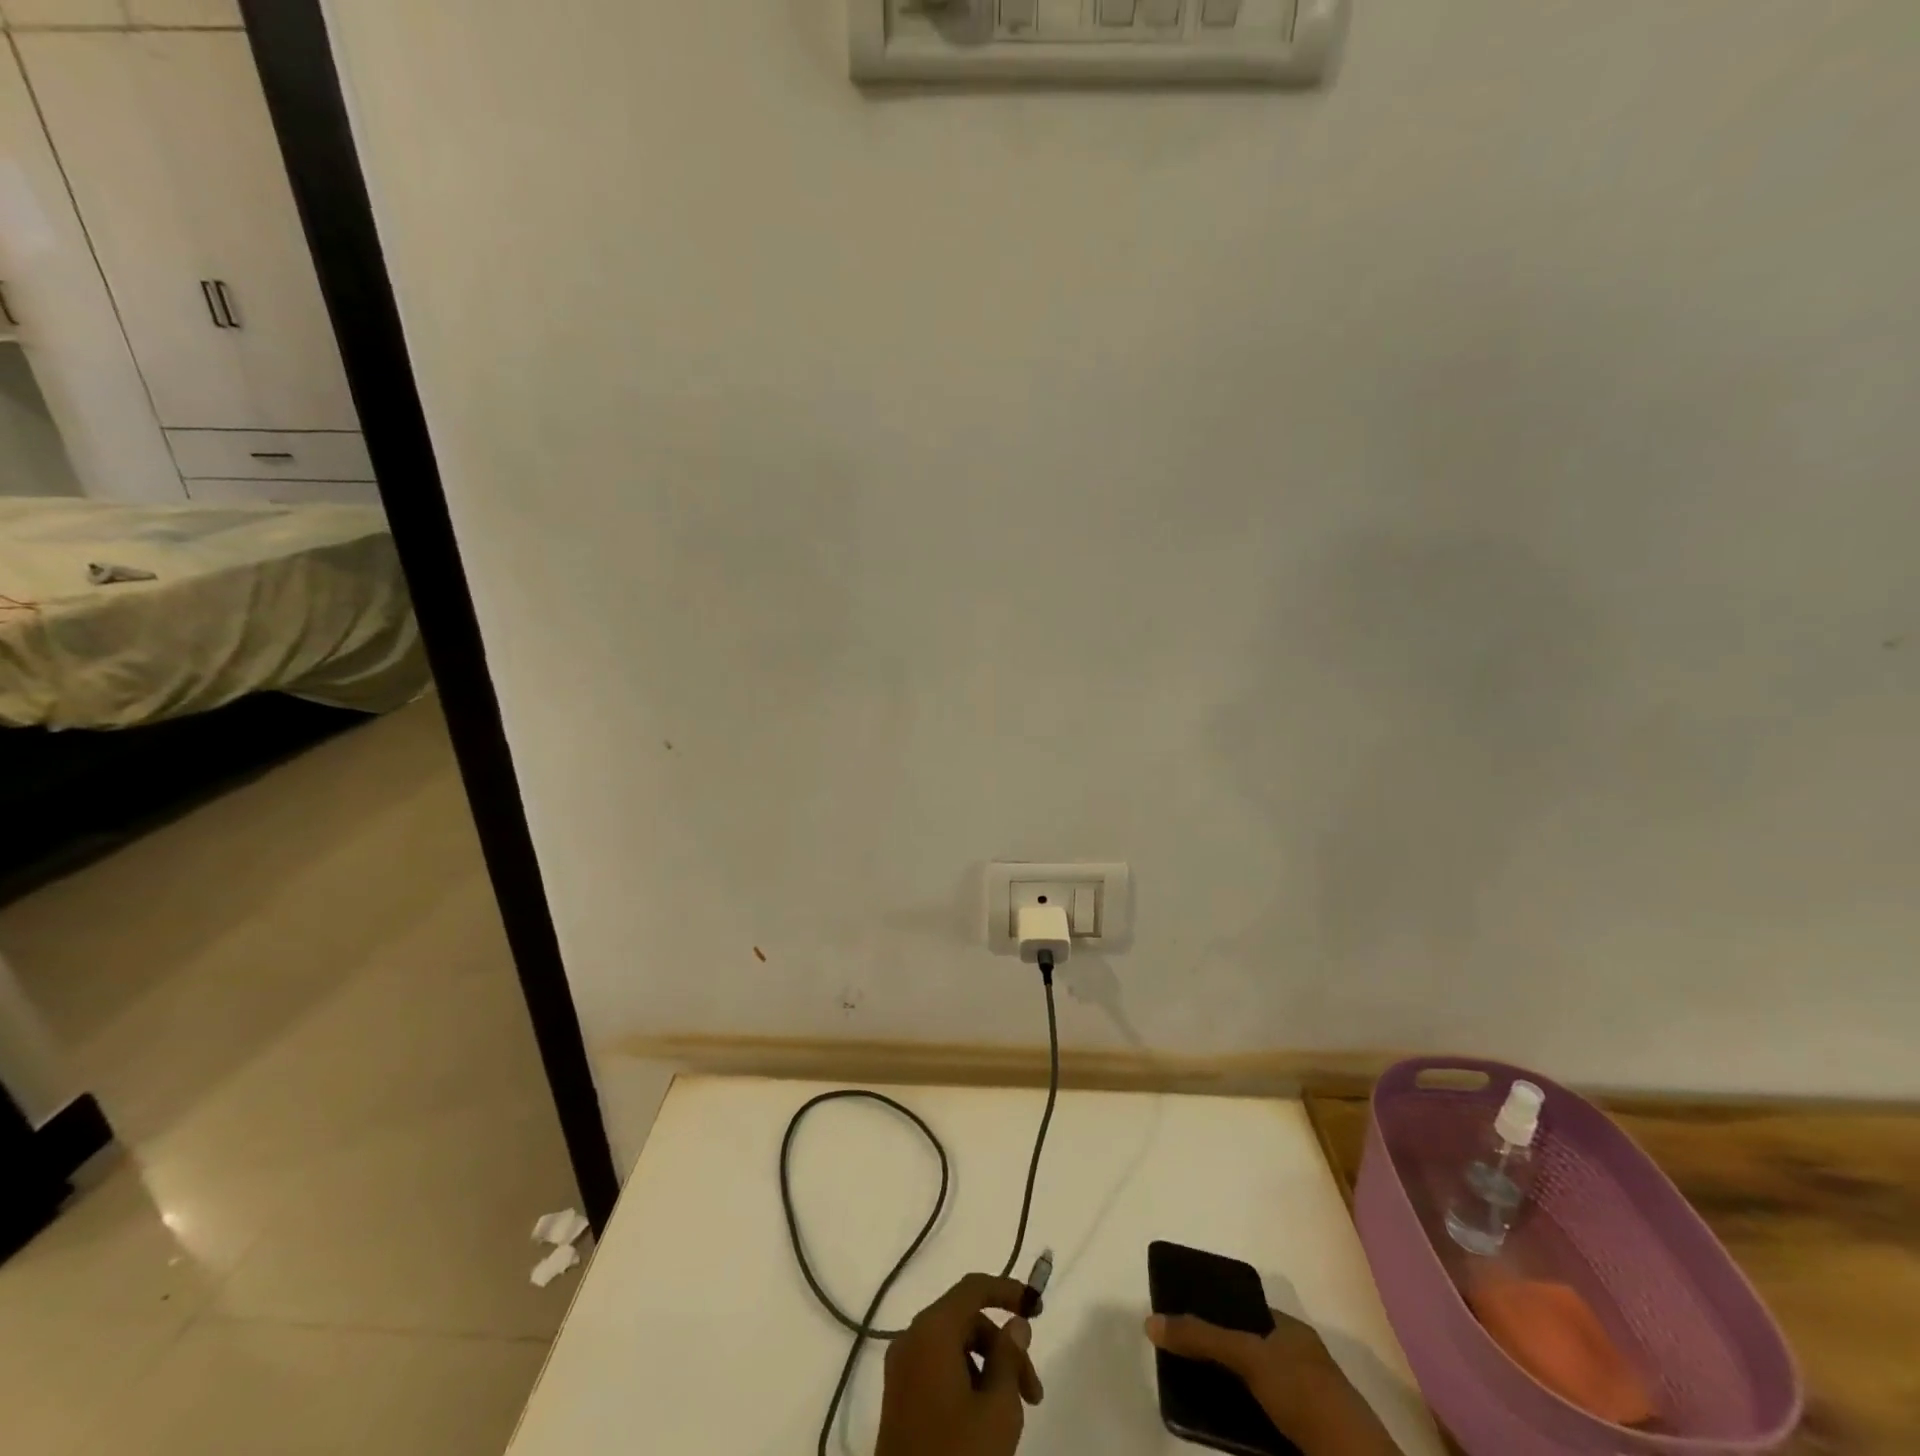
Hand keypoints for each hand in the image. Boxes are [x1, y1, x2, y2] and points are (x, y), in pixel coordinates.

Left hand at [875, 1273, 1045, 1455]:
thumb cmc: (958, 1454)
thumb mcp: (998, 1409)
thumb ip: (1010, 1358)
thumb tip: (1016, 1324)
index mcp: (931, 1329)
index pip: (973, 1288)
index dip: (1008, 1291)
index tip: (1036, 1308)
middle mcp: (911, 1337)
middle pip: (966, 1321)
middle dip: (1003, 1347)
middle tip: (1033, 1392)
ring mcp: (901, 1368)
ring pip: (954, 1347)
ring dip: (988, 1368)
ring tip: (1012, 1412)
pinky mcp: (899, 1397)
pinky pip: (938, 1368)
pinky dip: (966, 1380)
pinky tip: (984, 1418)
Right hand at [1145, 1308, 1400, 1455]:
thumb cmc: (1301, 1391)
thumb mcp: (1247, 1355)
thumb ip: (1201, 1337)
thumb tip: (1150, 1321)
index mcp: (1292, 1331)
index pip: (1248, 1313)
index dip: (1218, 1314)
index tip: (1187, 1320)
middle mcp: (1299, 1361)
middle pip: (1248, 1351)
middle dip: (1218, 1356)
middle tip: (1183, 1359)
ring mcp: (1303, 1403)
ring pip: (1253, 1390)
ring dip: (1227, 1393)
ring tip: (1191, 1393)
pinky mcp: (1300, 1438)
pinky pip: (1261, 1422)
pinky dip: (1240, 1422)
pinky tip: (1218, 1424)